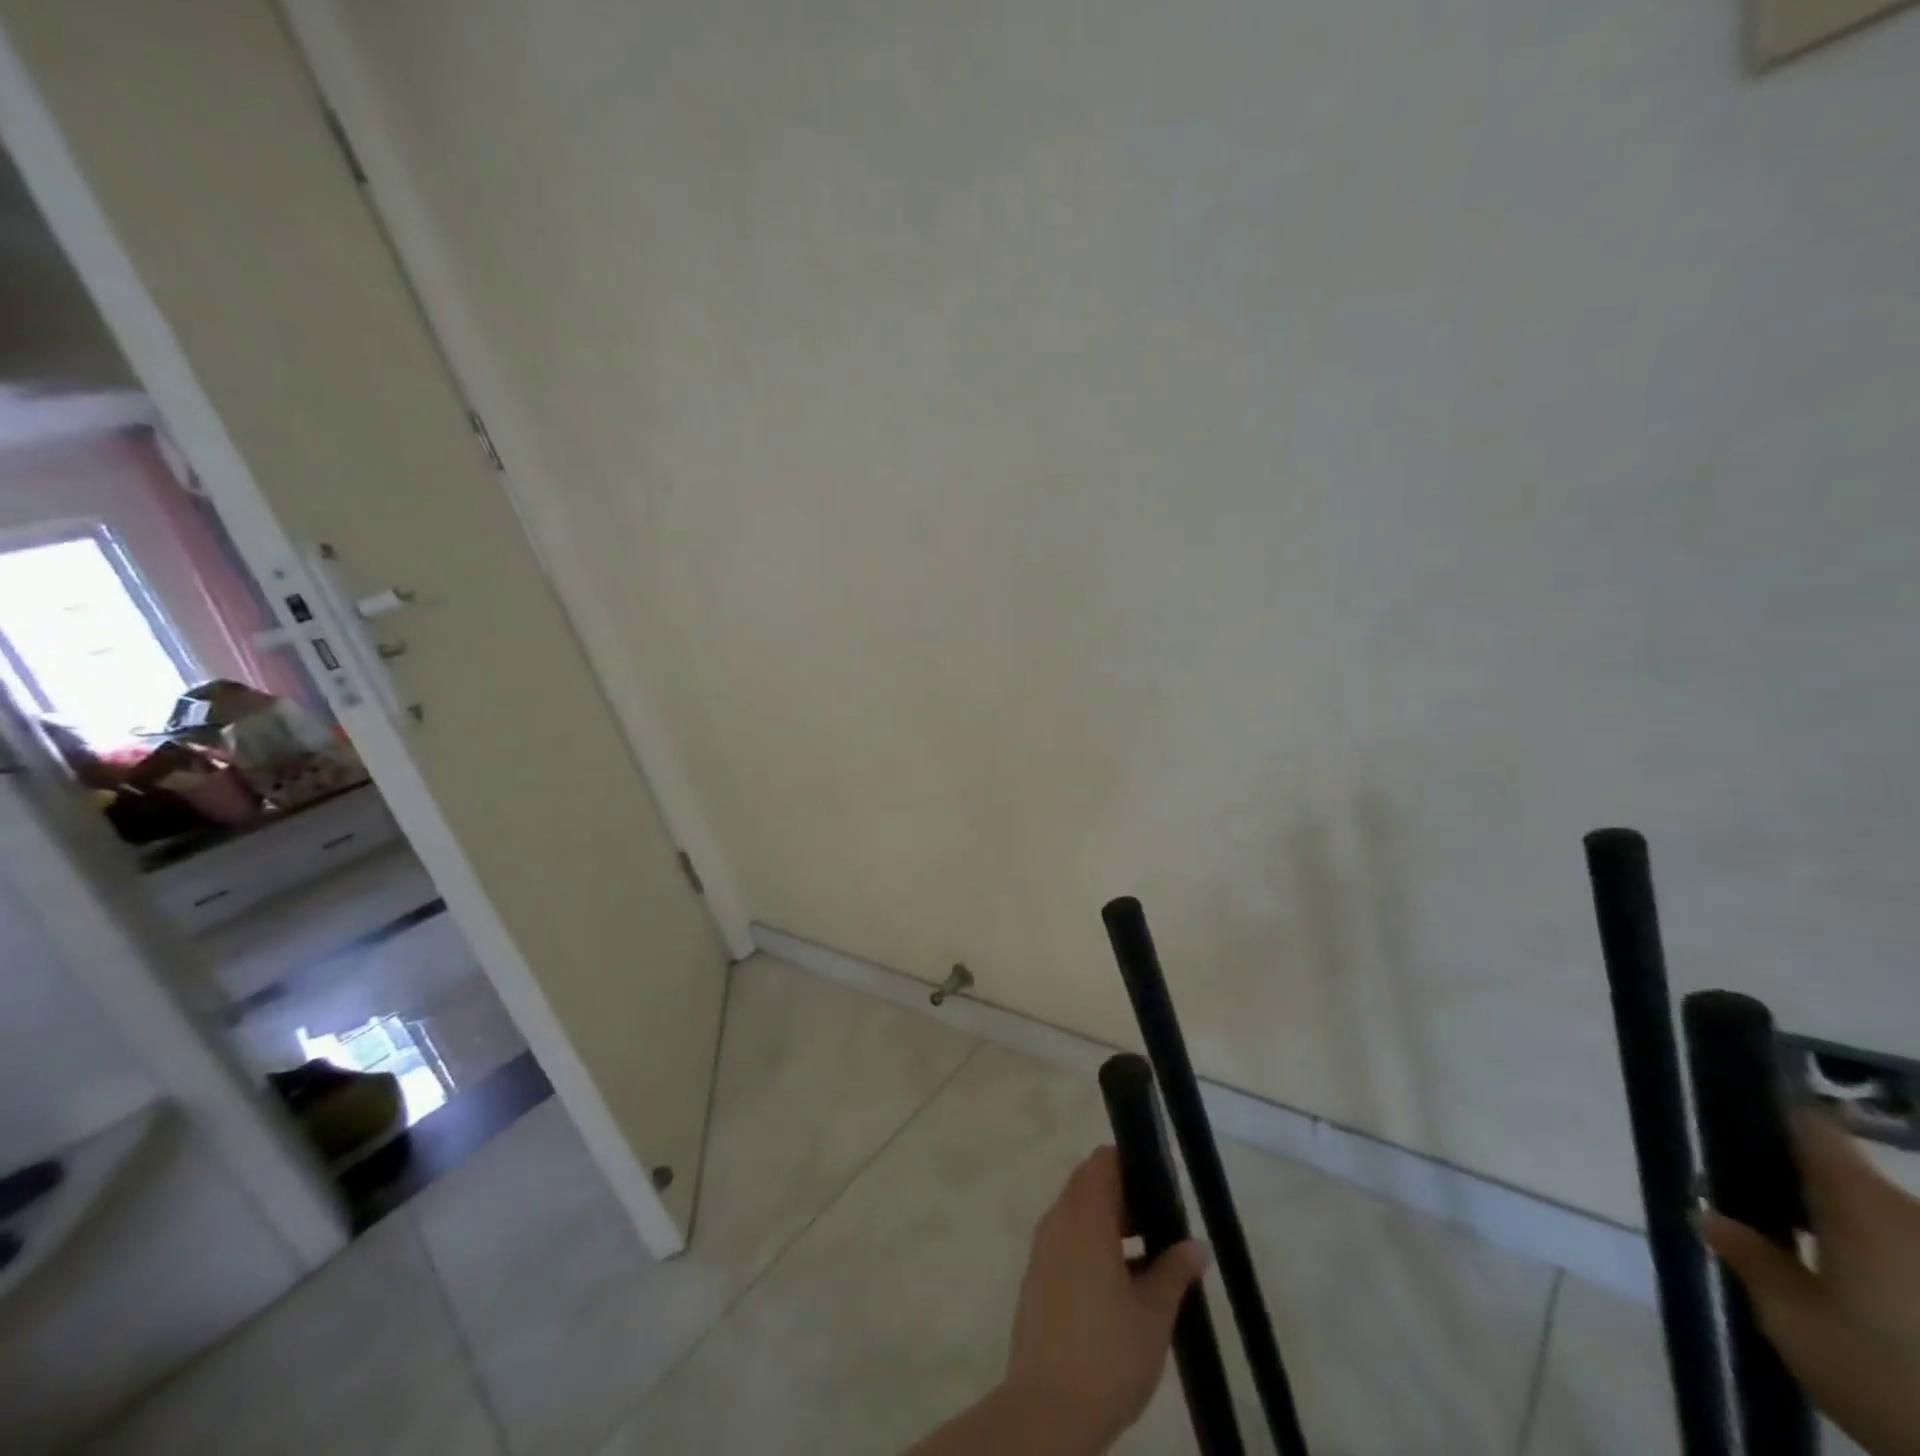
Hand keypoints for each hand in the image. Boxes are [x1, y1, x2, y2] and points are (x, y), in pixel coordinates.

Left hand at [1002, 1146, 1208, 1451]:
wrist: (1047, 1411)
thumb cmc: (1108, 1353)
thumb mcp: (1154, 1313)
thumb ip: (1175, 1271)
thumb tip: (1197, 1245)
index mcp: (1084, 1216)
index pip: (1103, 1161)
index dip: (1131, 1164)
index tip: (1160, 1184)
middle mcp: (1058, 1220)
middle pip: (1089, 1184)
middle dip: (1125, 1196)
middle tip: (1162, 1224)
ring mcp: (1043, 1248)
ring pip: (1077, 1214)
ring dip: (1109, 1223)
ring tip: (1149, 1256)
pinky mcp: (1037, 1277)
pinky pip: (1067, 1241)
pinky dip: (1092, 1246)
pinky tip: (1121, 1285)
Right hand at [1703, 1112, 1919, 1455]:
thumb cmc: (1888, 1380)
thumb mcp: (1794, 1323)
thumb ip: (1751, 1260)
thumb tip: (1709, 1216)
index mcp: (1860, 1205)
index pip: (1809, 1127)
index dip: (1769, 1116)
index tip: (1732, 1123)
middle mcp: (1913, 1218)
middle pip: (1847, 1177)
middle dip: (1801, 1189)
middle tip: (1757, 1213)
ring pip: (1886, 1222)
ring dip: (1847, 1232)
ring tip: (1807, 1262)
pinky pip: (1910, 1256)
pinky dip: (1884, 1267)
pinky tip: (1862, 1300)